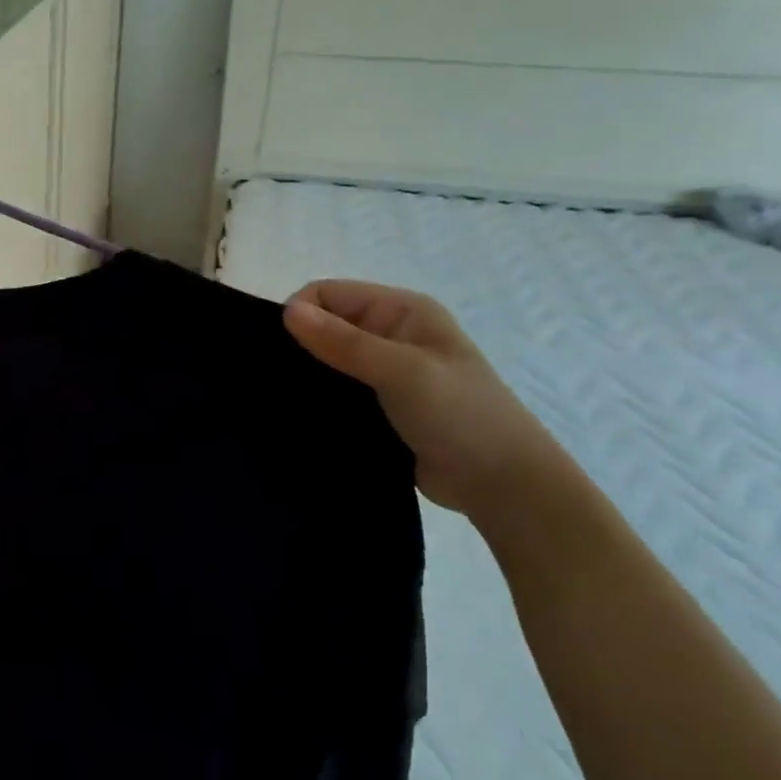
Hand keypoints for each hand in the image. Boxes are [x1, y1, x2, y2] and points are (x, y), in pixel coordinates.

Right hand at [283, 279, 568, 518]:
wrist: (503, 485)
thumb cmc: (460, 415)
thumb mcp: (401, 371)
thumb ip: (344, 342)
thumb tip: (287, 311)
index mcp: (400, 310)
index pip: (326, 294)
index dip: (299, 315)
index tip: (282, 353)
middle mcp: (391, 333)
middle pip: (324, 325)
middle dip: (299, 346)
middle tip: (277, 380)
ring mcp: (385, 371)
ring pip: (327, 360)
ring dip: (308, 375)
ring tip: (284, 400)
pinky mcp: (379, 405)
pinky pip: (336, 391)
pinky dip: (319, 399)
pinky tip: (302, 415)